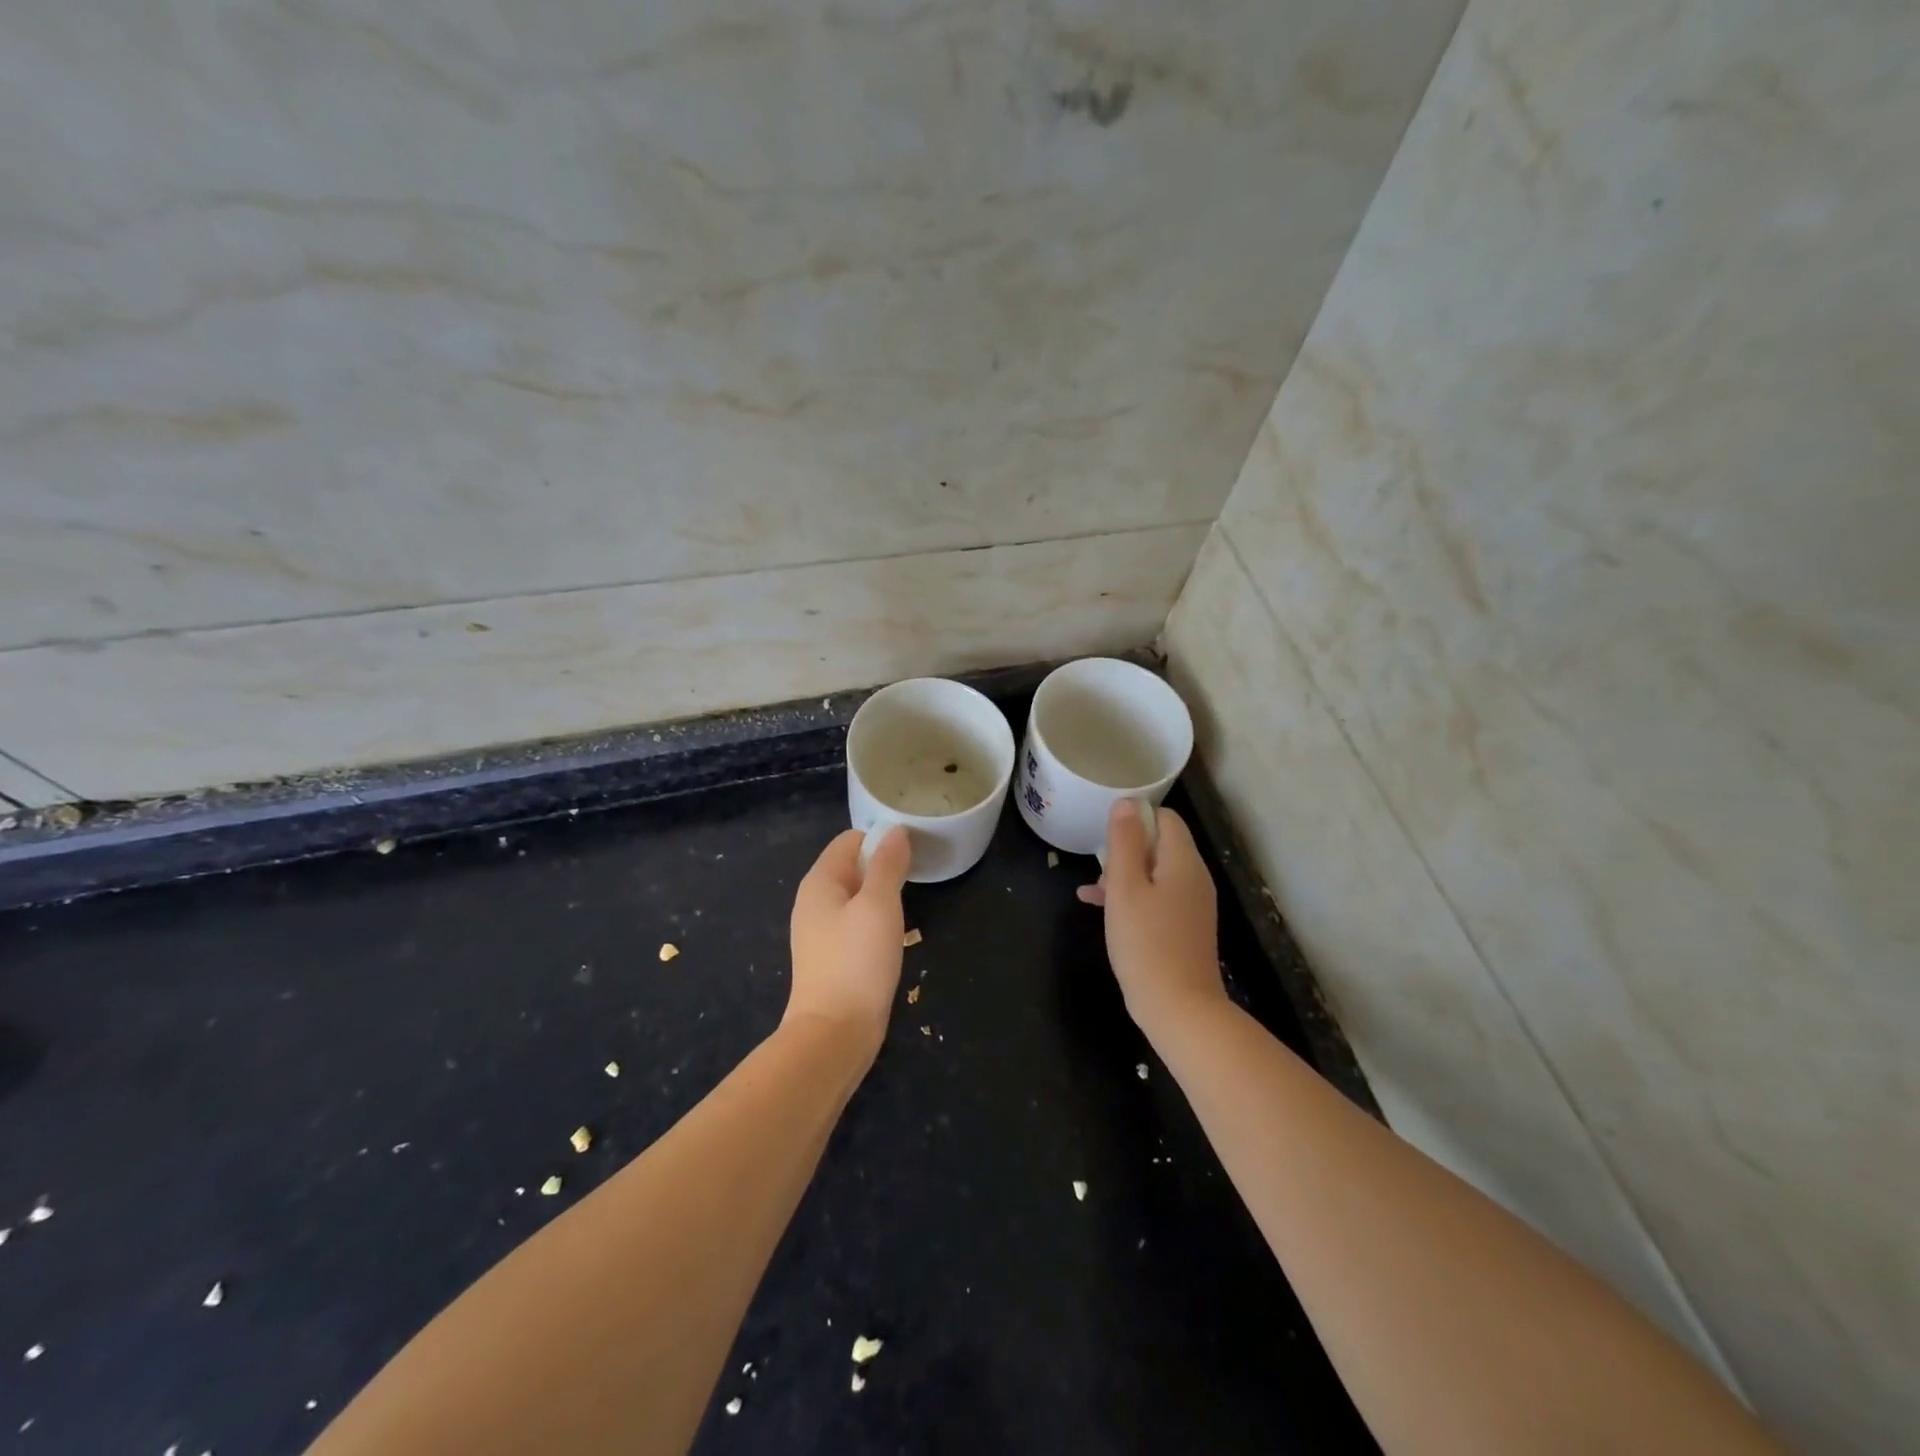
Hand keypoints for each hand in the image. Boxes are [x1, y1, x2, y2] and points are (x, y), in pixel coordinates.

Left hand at [786, 827, 911, 1050]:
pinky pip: (854, 923)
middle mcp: (813, 901)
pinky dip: (874, 922)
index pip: (851, 840)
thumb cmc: (857, 961)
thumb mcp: (879, 904)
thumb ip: (887, 864)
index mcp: (819, 881)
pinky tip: (890, 939)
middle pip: (852, 866)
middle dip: (883, 869)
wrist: (835, 1034)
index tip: (912, 855)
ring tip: (906, 910)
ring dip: (881, 897)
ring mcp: (819, 931)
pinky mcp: (830, 957)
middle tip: (914, 882)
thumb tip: (896, 830)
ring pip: (856, 897)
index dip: (881, 840)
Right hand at [1078, 801, 1224, 1033]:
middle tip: (1099, 871)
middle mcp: (1194, 878)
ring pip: (1155, 873)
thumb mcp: (1125, 888)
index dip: (1135, 819)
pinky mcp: (1185, 928)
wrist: (1180, 1009)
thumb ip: (1124, 842)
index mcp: (1183, 861)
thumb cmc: (1146, 943)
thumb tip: (1126, 803)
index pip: (1165, 818)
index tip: (1107, 837)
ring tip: (1093, 892)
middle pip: (1160, 845)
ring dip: (1125, 876)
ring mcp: (1192, 905)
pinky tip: (1101, 909)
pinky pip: (1158, 898)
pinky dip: (1133, 898)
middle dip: (1126, 850)